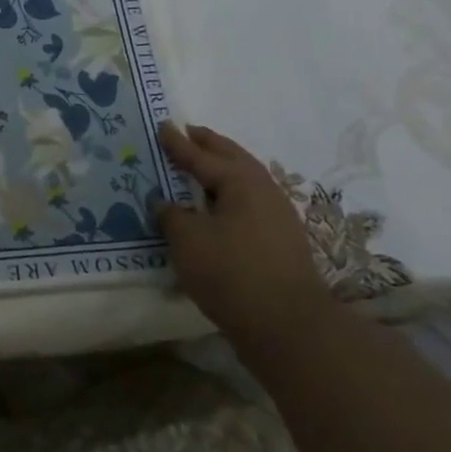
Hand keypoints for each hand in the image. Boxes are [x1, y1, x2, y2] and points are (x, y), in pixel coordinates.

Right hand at [155, 121, 330, 335]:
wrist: (288, 326)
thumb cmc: (231, 272)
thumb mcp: (187, 240)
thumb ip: (171, 215)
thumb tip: (164, 202)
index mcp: (241, 182)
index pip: (202, 156)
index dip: (179, 143)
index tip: (163, 125)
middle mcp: (264, 191)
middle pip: (233, 159)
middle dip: (209, 145)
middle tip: (189, 132)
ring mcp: (277, 217)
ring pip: (245, 181)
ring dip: (223, 169)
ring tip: (201, 166)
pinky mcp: (281, 242)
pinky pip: (249, 203)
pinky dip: (230, 194)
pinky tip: (218, 206)